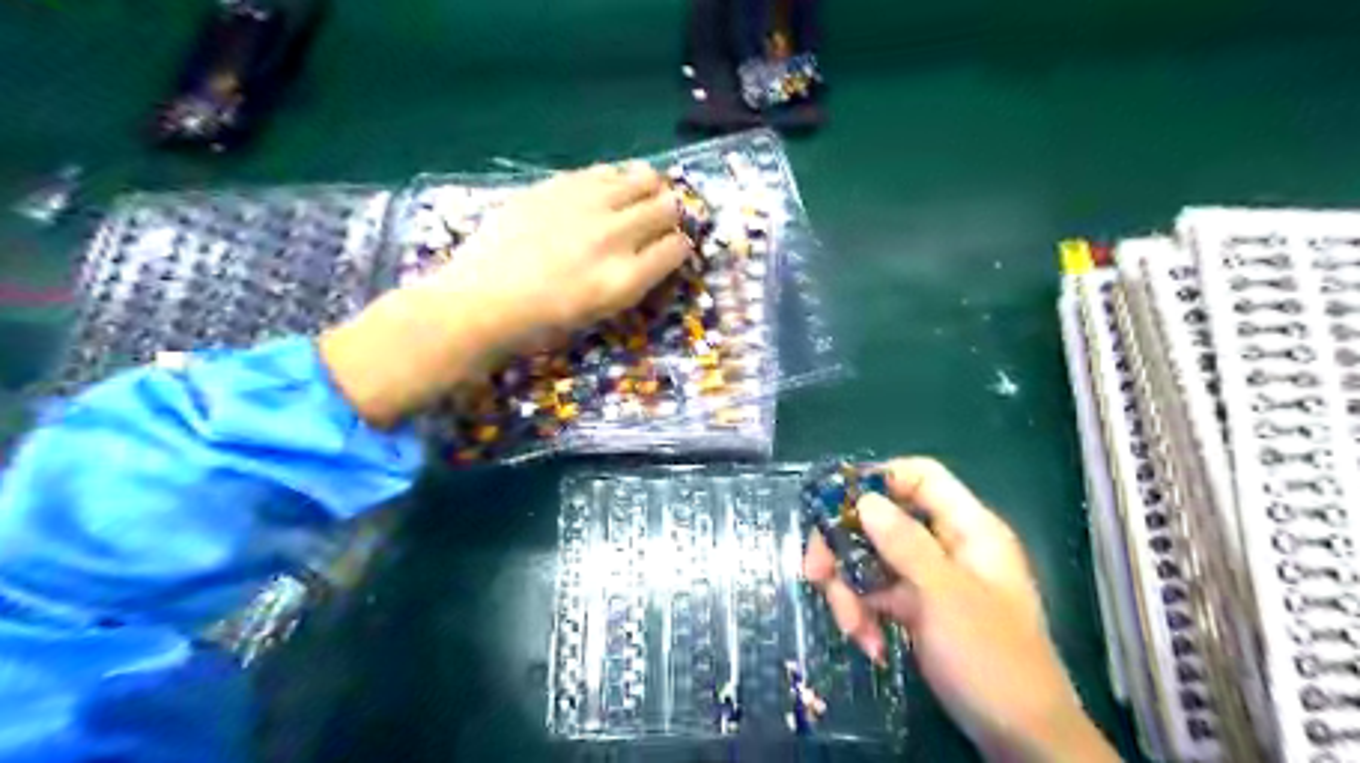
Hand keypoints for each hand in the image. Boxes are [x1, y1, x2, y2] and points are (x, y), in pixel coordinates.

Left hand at [318, 162, 689, 428]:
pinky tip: (604, 192)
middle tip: (658, 222)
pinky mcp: (557, 186)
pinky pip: (604, 170)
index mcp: (625, 279)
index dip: (679, 248)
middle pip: (668, 206)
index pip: (678, 248)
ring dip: (649, 188)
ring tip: (637, 198)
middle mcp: (614, 236)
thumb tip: (652, 253)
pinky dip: (615, 180)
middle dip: (671, 214)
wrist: (479, 303)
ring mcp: (585, 206)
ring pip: (642, 177)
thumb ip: (633, 279)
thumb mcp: (599, 313)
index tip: (670, 250)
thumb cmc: (540, 324)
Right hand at [805, 459, 1114, 761]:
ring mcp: (929, 577)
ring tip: (852, 628)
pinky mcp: (917, 608)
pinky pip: (877, 594)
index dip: (877, 480)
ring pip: (872, 559)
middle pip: (882, 520)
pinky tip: (869, 644)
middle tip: (816, 573)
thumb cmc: (992, 660)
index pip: (920, 477)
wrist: (1021, 740)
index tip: (834, 503)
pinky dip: (865, 614)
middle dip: (846, 547)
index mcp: (968, 529)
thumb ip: (904, 544)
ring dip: (851, 591)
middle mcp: (946, 545)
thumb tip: (864, 500)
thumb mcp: (945, 596)